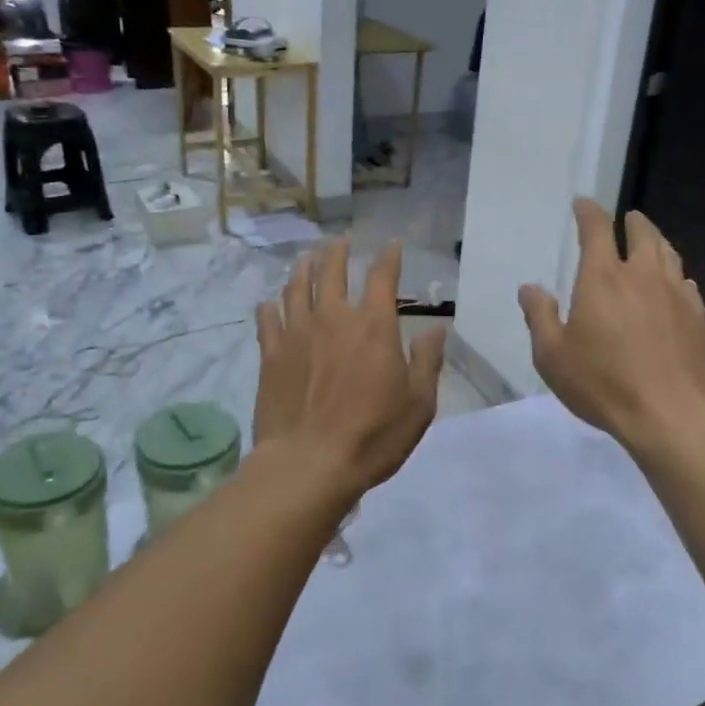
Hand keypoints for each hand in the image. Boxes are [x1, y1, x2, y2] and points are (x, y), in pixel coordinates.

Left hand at [253, 240, 447, 498]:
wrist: (310, 463)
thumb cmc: (374, 435)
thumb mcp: (419, 403)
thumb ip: (427, 361)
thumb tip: (436, 329)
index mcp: (374, 326)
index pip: (382, 277)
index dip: (389, 258)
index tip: (392, 246)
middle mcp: (334, 318)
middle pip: (332, 270)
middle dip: (338, 252)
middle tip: (340, 242)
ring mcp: (297, 333)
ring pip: (297, 287)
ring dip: (303, 268)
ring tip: (306, 259)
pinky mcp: (271, 354)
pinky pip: (268, 318)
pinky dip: (271, 305)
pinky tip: (271, 303)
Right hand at [518, 200, 704, 453]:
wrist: (672, 413)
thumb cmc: (603, 383)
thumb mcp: (552, 356)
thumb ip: (539, 317)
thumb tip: (531, 287)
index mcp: (602, 278)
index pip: (597, 229)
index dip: (589, 212)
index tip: (583, 204)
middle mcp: (641, 275)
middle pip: (642, 234)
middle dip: (633, 221)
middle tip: (627, 218)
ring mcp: (674, 294)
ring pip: (668, 253)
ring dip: (657, 241)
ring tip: (650, 242)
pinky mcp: (696, 316)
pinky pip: (685, 282)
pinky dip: (675, 274)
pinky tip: (674, 284)